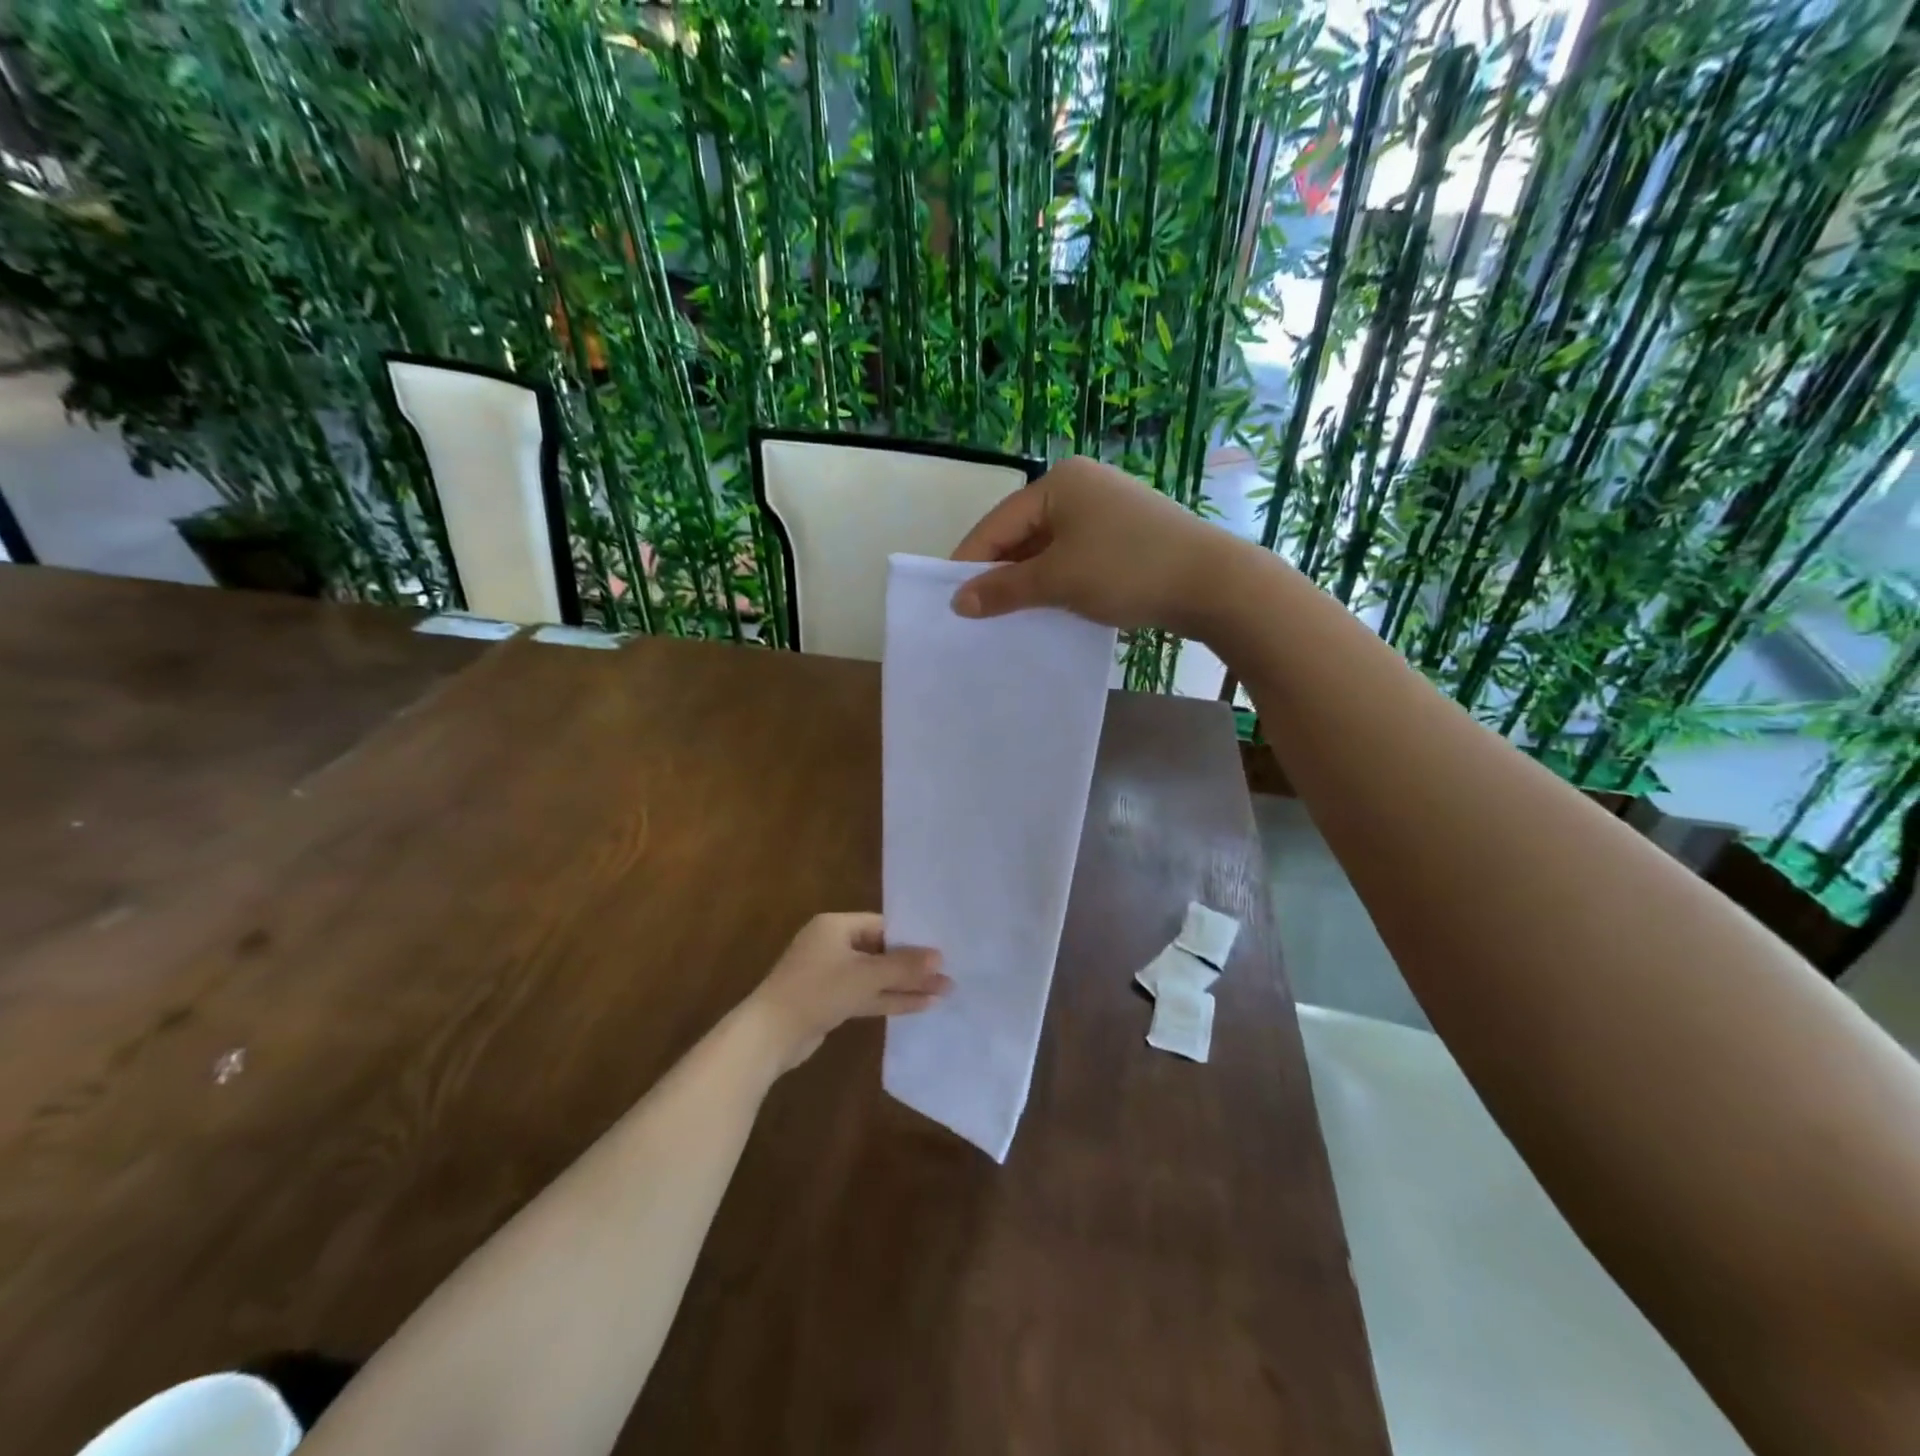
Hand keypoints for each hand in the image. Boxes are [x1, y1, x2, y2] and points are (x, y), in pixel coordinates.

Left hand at [745, 913, 948, 1071]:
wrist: (769, 1035)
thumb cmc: (817, 991)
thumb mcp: (864, 976)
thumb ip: (903, 966)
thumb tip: (939, 957)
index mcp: (835, 926)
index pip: (881, 925)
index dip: (911, 938)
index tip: (941, 950)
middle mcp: (832, 945)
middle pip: (881, 951)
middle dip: (913, 966)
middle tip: (948, 975)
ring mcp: (830, 975)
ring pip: (875, 976)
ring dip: (906, 985)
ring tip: (943, 992)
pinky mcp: (830, 1001)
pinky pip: (866, 995)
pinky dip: (889, 999)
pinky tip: (919, 1005)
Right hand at [950, 456, 1238, 634]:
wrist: (1212, 584)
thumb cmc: (1125, 570)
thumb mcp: (1058, 581)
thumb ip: (1004, 589)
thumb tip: (959, 602)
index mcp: (1059, 482)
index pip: (998, 523)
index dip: (971, 562)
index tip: (949, 600)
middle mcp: (1081, 486)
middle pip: (1023, 533)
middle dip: (1001, 573)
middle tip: (978, 614)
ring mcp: (1107, 510)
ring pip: (1050, 548)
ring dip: (1029, 581)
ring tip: (1009, 617)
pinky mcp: (1126, 535)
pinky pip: (1076, 556)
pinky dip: (1059, 581)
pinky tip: (1050, 607)